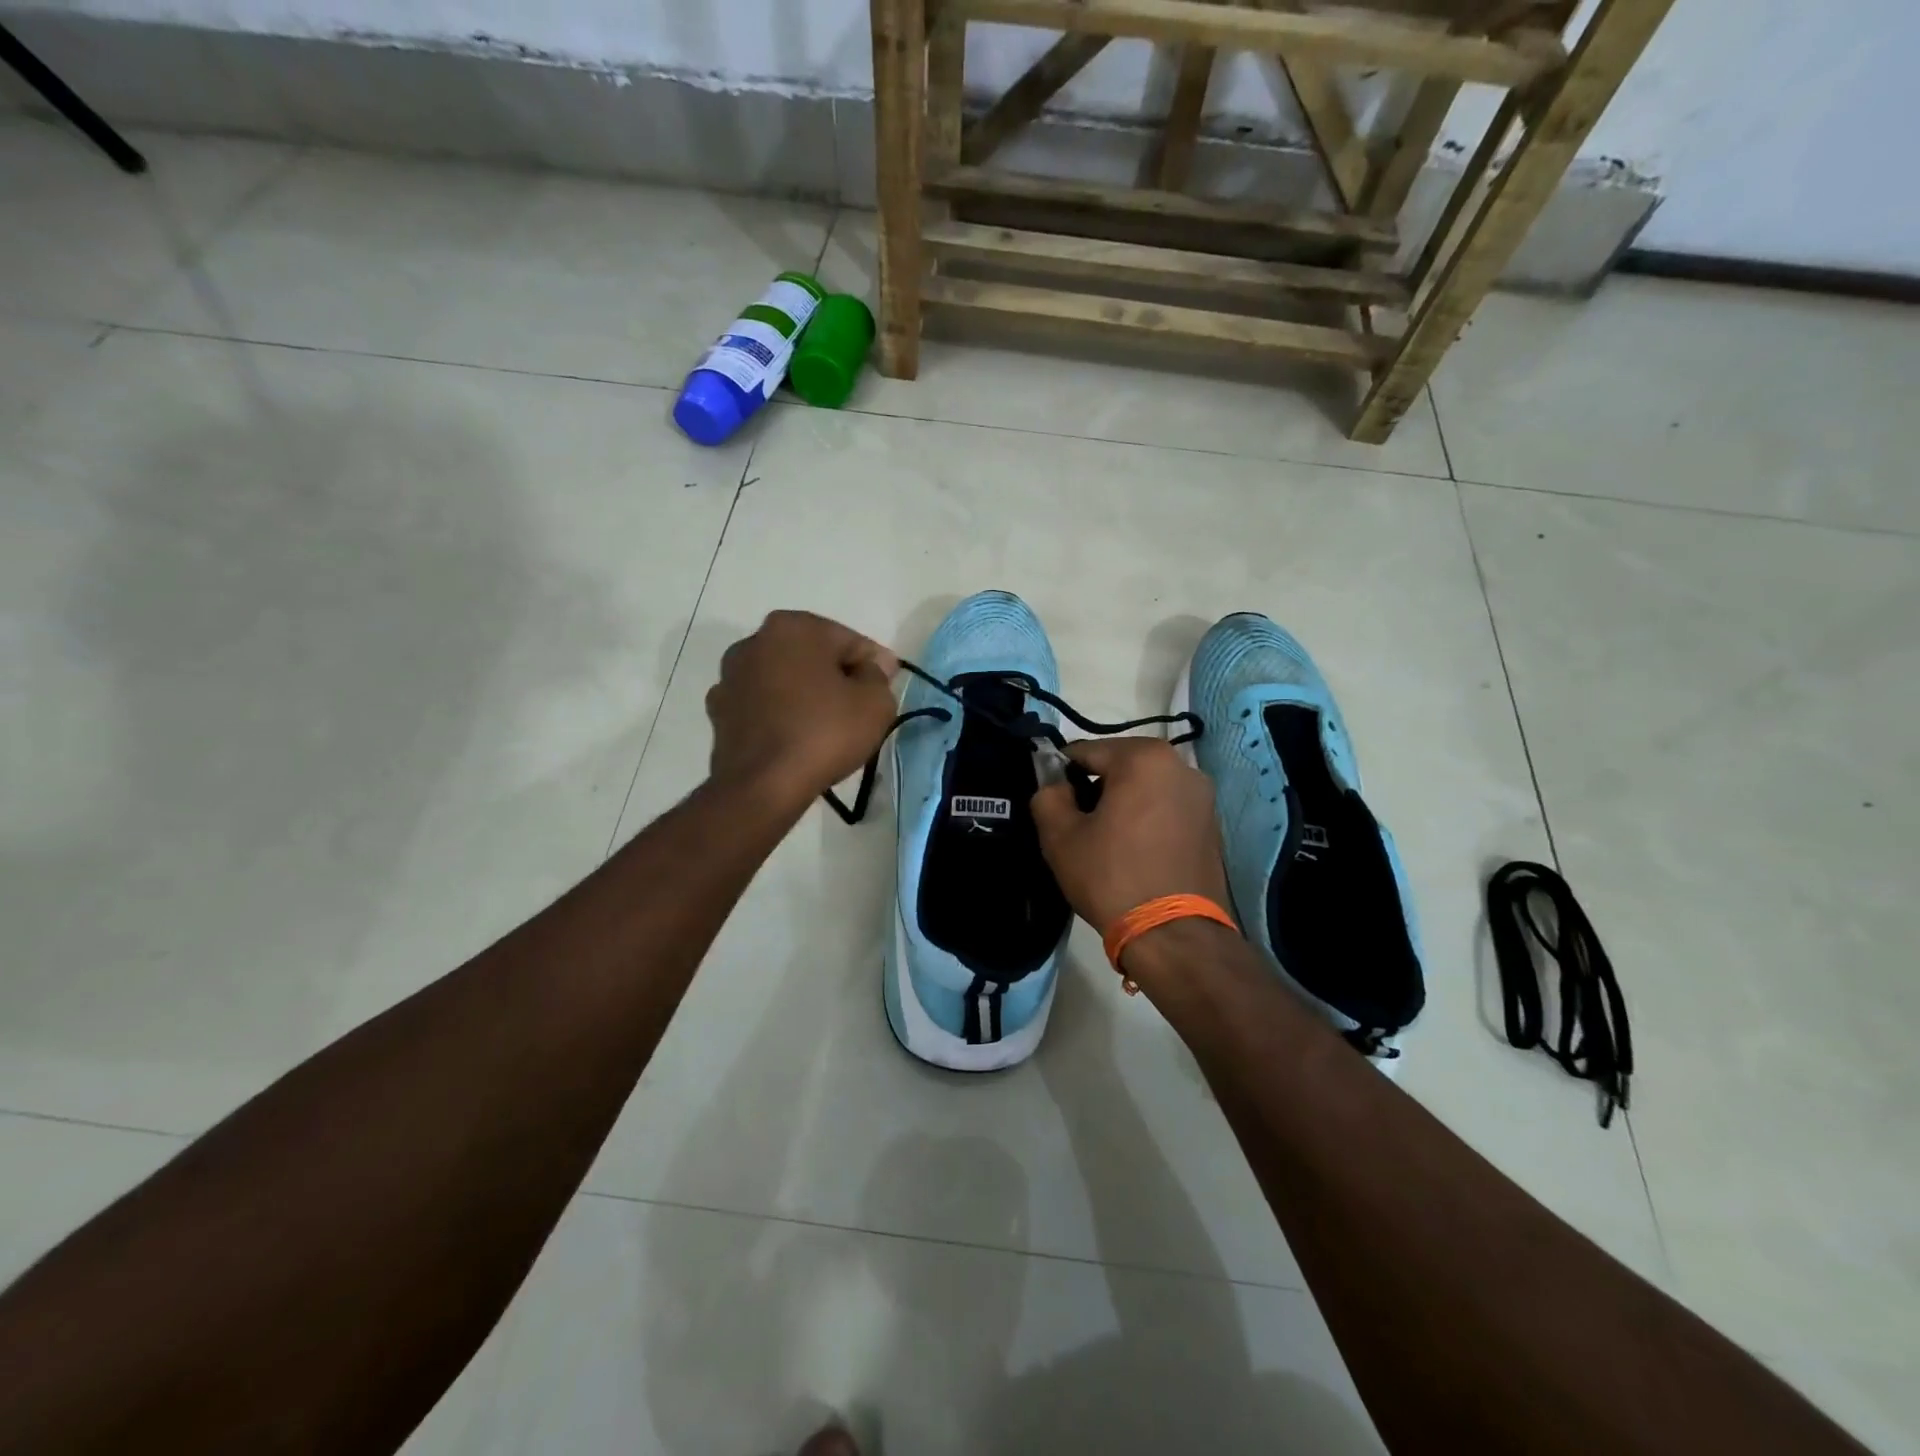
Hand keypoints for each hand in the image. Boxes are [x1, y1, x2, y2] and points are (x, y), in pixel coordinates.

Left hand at [706, 611, 898, 808]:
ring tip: (826, 727)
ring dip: (805, 694)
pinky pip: (763, 705)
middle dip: (835, 676)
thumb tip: (872, 667)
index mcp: (793, 627)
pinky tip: (795, 738)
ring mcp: (730, 676)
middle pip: (812, 656)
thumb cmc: (824, 733)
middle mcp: (755, 641)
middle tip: (858, 708)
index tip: (885, 690)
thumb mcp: (875, 703)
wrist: (762, 785)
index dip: (873, 666)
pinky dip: (780, 715)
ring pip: (784, 679)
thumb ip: (879, 676)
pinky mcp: (719, 711)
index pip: (849, 641)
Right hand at [1030, 737, 1230, 933]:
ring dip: (1124, 803)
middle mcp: (1182, 766)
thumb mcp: (1060, 836)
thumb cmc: (1111, 877)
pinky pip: (1168, 808)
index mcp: (1144, 757)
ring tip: (1107, 841)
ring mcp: (1203, 796)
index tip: (1053, 803)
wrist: (1174, 935)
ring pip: (1147, 787)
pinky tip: (1135, 852)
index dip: (1062, 775)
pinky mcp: (1213, 825)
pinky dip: (1148, 819)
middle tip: (1078, 825)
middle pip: (1121, 766)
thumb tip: (1055, 786)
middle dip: (1096, 787)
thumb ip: (1048, 796)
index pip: (1086, 752)